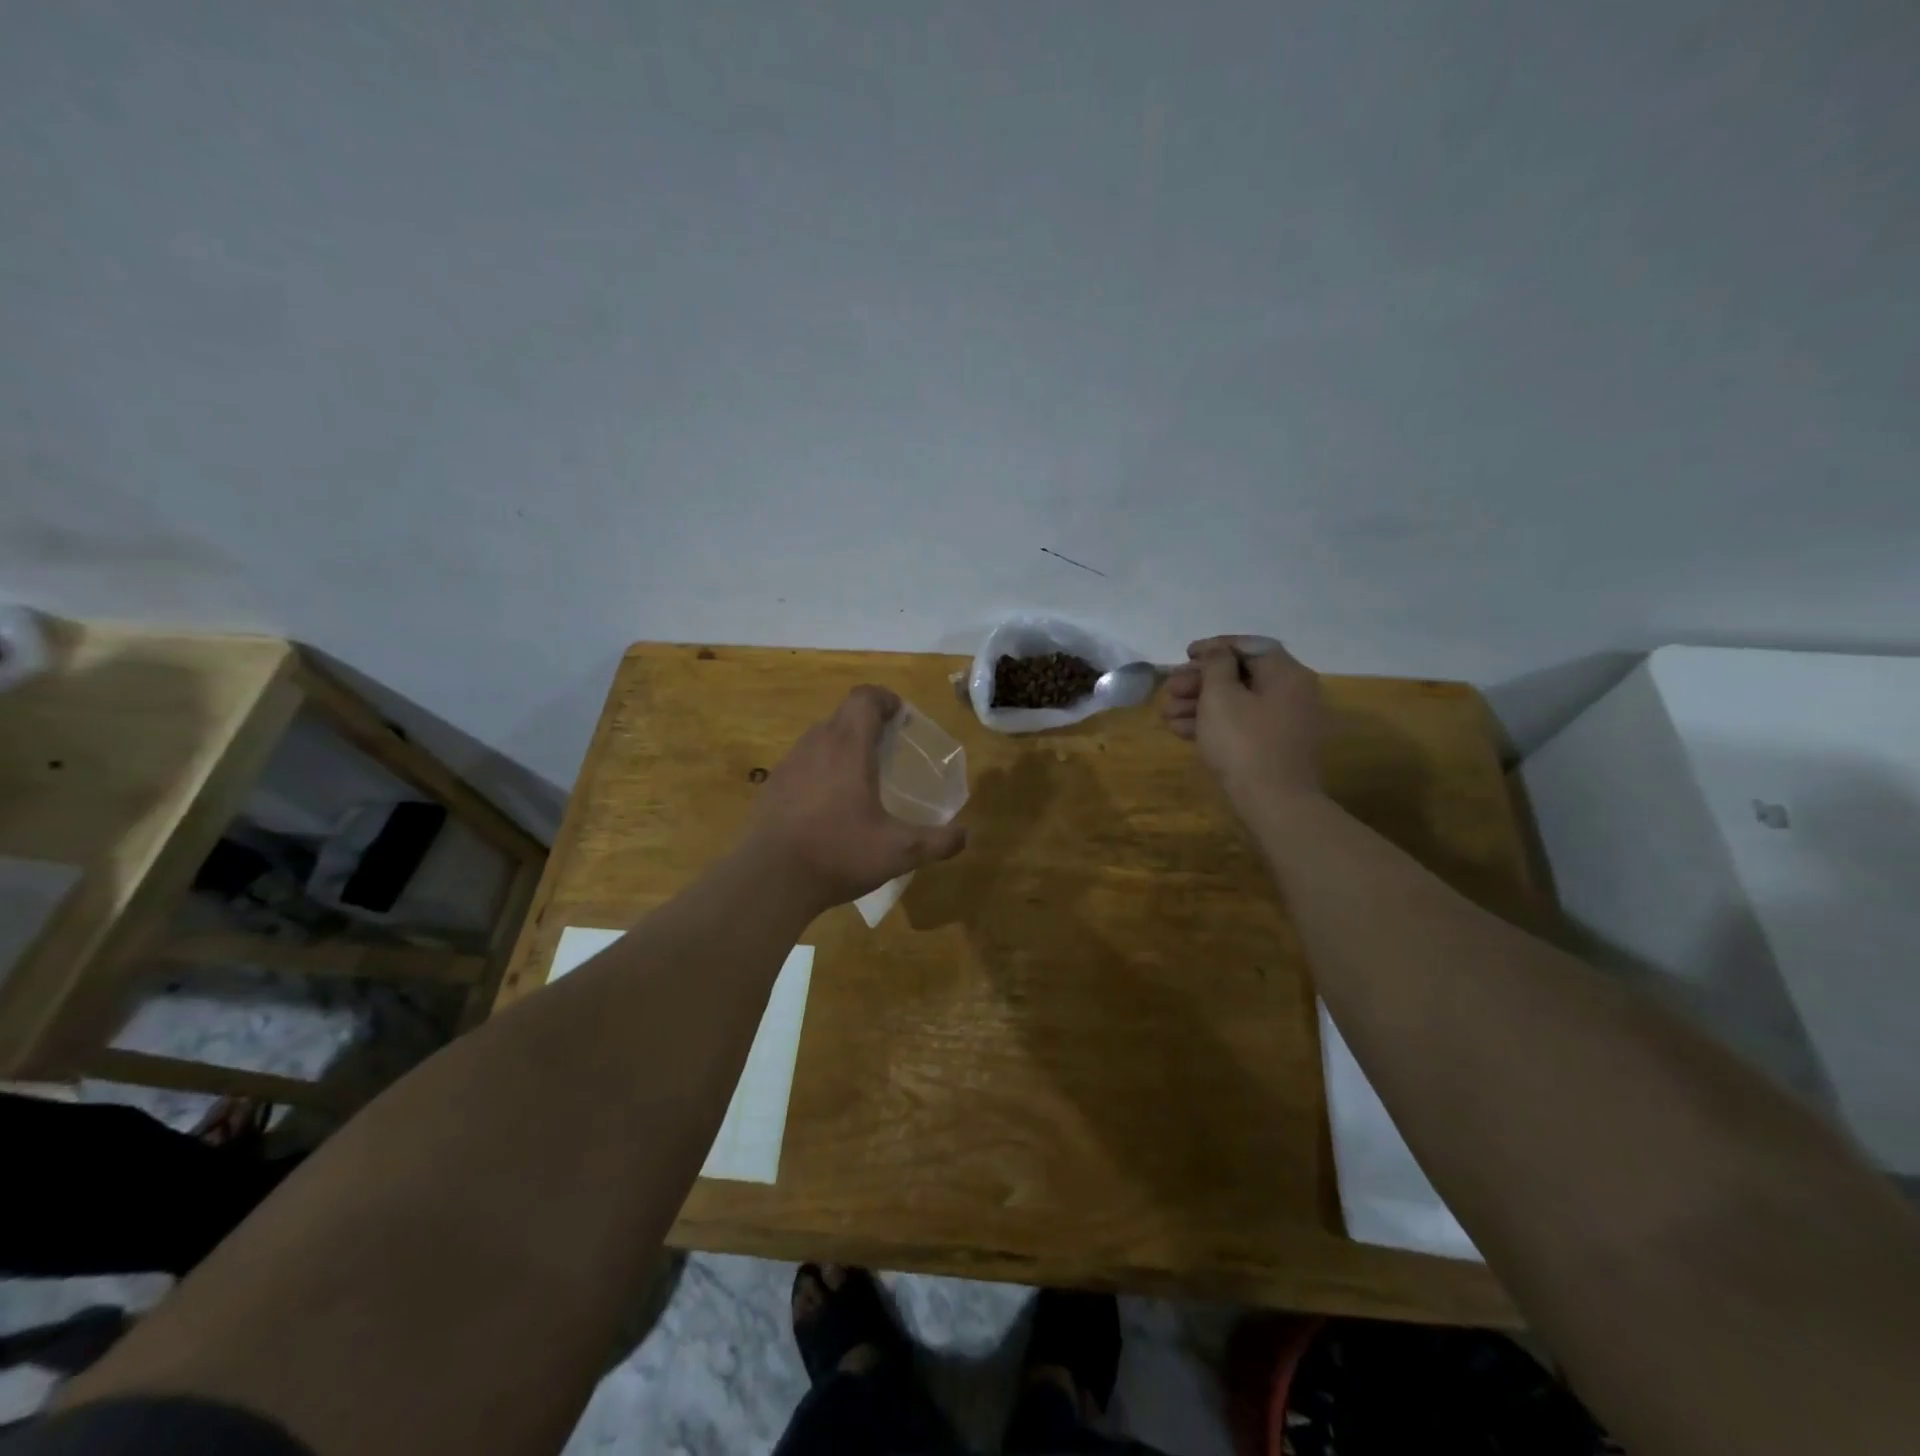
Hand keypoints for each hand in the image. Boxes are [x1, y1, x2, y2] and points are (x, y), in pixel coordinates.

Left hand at [746, 686, 967, 910]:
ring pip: (821, 736)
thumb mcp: (899, 852)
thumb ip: (938, 841)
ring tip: (861, 775)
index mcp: (849, 747)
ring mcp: (790, 763)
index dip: (885, 700)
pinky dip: (822, 766)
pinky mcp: (773, 784)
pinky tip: (829, 802)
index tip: (901, 718)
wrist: (771, 879)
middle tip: (890, 748)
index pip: (865, 698)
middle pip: (844, 714)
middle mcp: (817, 744)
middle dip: (869, 722)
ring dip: (843, 743)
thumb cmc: (839, 853)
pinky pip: (803, 760)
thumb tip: (966, 835)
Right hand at [1162, 636, 1325, 816]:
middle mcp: (1291, 694)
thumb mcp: (1221, 697)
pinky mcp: (1273, 748)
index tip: (1185, 655)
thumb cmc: (1244, 743)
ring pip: (1237, 702)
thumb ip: (1216, 665)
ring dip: (1199, 704)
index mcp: (1286, 674)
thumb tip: (1218, 651)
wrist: (1274, 803)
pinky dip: (1213, 724)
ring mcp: (1284, 723)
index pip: (1250, 646)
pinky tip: (1181, 730)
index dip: (1214, 647)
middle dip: (1200, 680)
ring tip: (1166, 713)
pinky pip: (1241, 725)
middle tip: (1170, 688)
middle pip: (1241, 675)